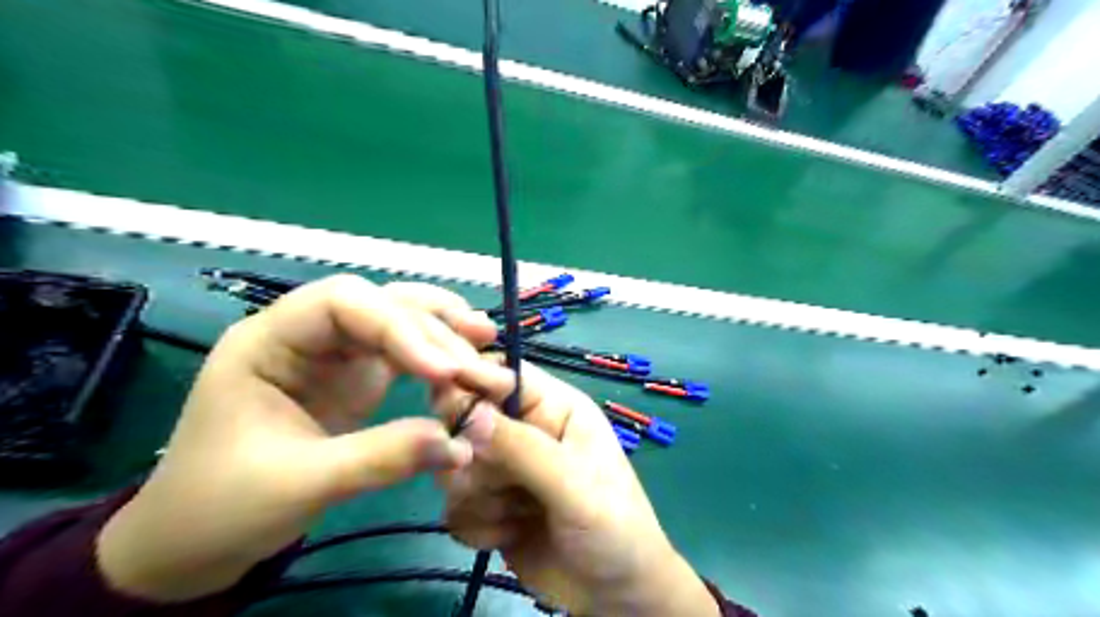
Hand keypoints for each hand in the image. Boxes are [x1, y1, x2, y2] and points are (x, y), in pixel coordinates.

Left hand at [99, 276, 497, 601]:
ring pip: (397, 320)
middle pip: (381, 307)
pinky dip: (438, 352)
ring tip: (488, 340)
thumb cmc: (222, 508)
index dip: (399, 328)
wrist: (192, 541)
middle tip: (485, 368)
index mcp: (269, 341)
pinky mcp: (356, 378)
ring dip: (444, 330)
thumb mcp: (301, 484)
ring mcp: (334, 354)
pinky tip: (468, 355)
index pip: (343, 303)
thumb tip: (460, 442)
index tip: (444, 371)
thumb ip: (382, 458)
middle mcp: (306, 335)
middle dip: (436, 333)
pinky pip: (403, 351)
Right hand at [434, 360, 719, 614]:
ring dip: (479, 496)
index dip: (470, 378)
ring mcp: (505, 469)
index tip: (443, 401)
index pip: (504, 374)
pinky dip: (476, 524)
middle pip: (467, 417)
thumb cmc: (613, 527)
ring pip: (456, 464)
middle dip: (474, 454)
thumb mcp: (575, 484)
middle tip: (492, 479)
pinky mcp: (489, 505)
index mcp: (555, 408)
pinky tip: (509, 536)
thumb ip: (523, 448)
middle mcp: (526, 430)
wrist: (613, 594)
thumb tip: (470, 412)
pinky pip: (455, 504)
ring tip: (517, 515)